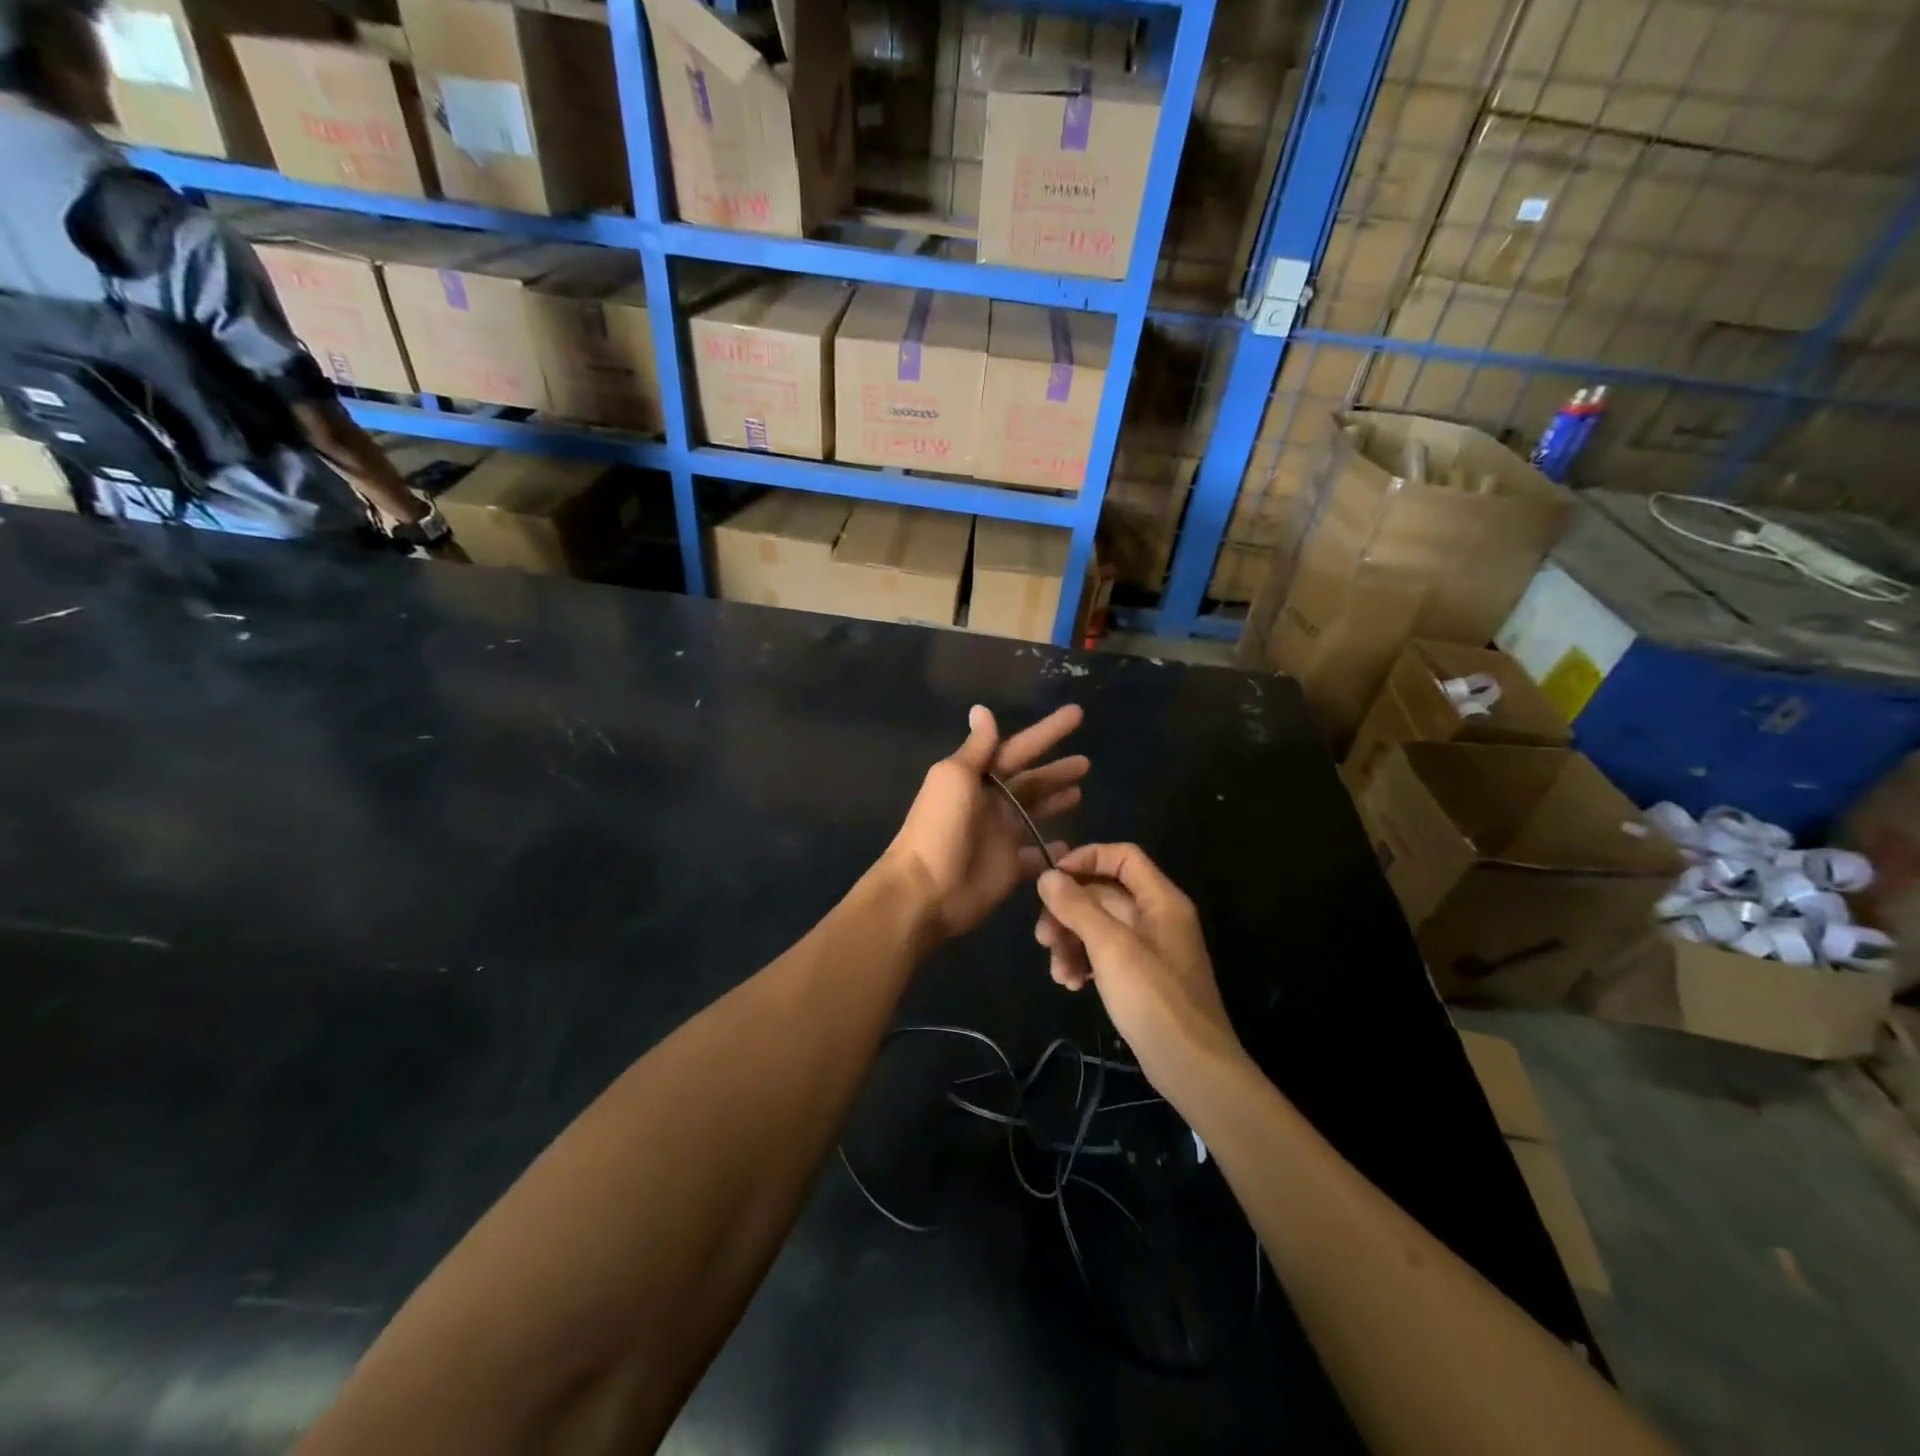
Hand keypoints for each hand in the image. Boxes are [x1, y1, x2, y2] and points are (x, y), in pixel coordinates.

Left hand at [885, 704, 1086, 939]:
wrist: (926, 890)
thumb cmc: (940, 827)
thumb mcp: (955, 777)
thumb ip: (976, 747)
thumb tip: (981, 709)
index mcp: (977, 778)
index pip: (1018, 748)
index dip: (1047, 732)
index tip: (1077, 714)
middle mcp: (991, 802)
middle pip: (1030, 780)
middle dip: (1056, 769)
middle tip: (1087, 761)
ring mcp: (1001, 835)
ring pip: (1035, 811)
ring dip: (1055, 799)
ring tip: (1081, 790)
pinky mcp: (1010, 867)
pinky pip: (1037, 854)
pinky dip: (1053, 848)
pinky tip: (1073, 844)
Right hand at [1034, 844, 1246, 1085]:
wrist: (1192, 1067)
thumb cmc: (1154, 998)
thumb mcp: (1110, 947)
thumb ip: (1078, 907)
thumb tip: (1047, 876)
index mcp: (1160, 900)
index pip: (1122, 857)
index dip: (1086, 859)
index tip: (1051, 879)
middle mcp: (1156, 917)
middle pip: (1103, 894)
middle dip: (1068, 912)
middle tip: (1043, 937)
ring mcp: (1149, 948)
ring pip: (1099, 926)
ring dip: (1071, 942)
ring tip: (1058, 972)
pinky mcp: (1140, 977)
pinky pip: (1105, 954)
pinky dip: (1085, 962)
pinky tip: (1072, 984)